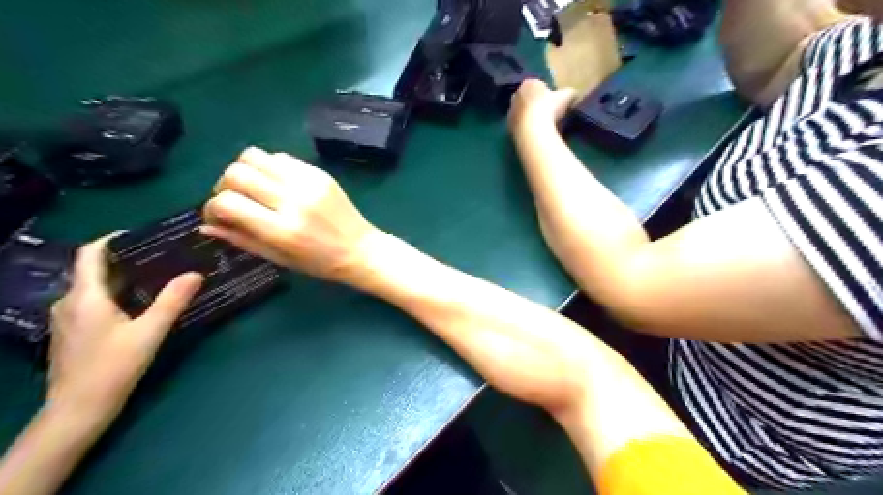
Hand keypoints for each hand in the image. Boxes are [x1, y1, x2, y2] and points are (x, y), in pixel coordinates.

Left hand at [46, 236, 201, 424]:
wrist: (77, 410)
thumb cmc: (112, 368)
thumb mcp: (149, 332)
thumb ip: (172, 301)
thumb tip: (195, 273)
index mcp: (85, 297)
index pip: (90, 254)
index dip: (112, 239)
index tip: (143, 234)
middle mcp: (69, 302)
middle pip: (93, 269)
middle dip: (126, 258)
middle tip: (162, 255)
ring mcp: (67, 319)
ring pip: (94, 287)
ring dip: (122, 277)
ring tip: (157, 275)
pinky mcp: (72, 333)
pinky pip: (93, 302)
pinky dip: (115, 294)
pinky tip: (140, 303)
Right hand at [202, 146, 380, 282]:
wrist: (362, 249)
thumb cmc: (321, 263)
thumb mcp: (279, 258)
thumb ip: (242, 239)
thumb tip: (205, 224)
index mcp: (282, 230)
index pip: (227, 202)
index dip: (211, 207)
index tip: (218, 215)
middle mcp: (293, 200)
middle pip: (236, 173)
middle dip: (224, 186)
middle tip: (235, 201)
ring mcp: (308, 183)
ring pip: (255, 156)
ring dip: (245, 171)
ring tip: (254, 189)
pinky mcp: (320, 173)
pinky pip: (281, 157)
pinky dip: (269, 167)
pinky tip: (276, 184)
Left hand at [511, 78, 580, 131]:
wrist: (533, 130)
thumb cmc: (550, 108)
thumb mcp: (567, 96)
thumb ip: (570, 93)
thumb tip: (574, 94)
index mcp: (529, 83)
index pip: (537, 85)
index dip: (546, 93)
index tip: (553, 101)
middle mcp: (516, 95)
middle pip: (527, 98)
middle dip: (535, 103)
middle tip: (547, 113)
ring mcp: (510, 112)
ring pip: (522, 112)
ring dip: (529, 116)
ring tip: (541, 125)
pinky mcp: (508, 127)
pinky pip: (519, 126)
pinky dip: (525, 128)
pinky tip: (534, 133)